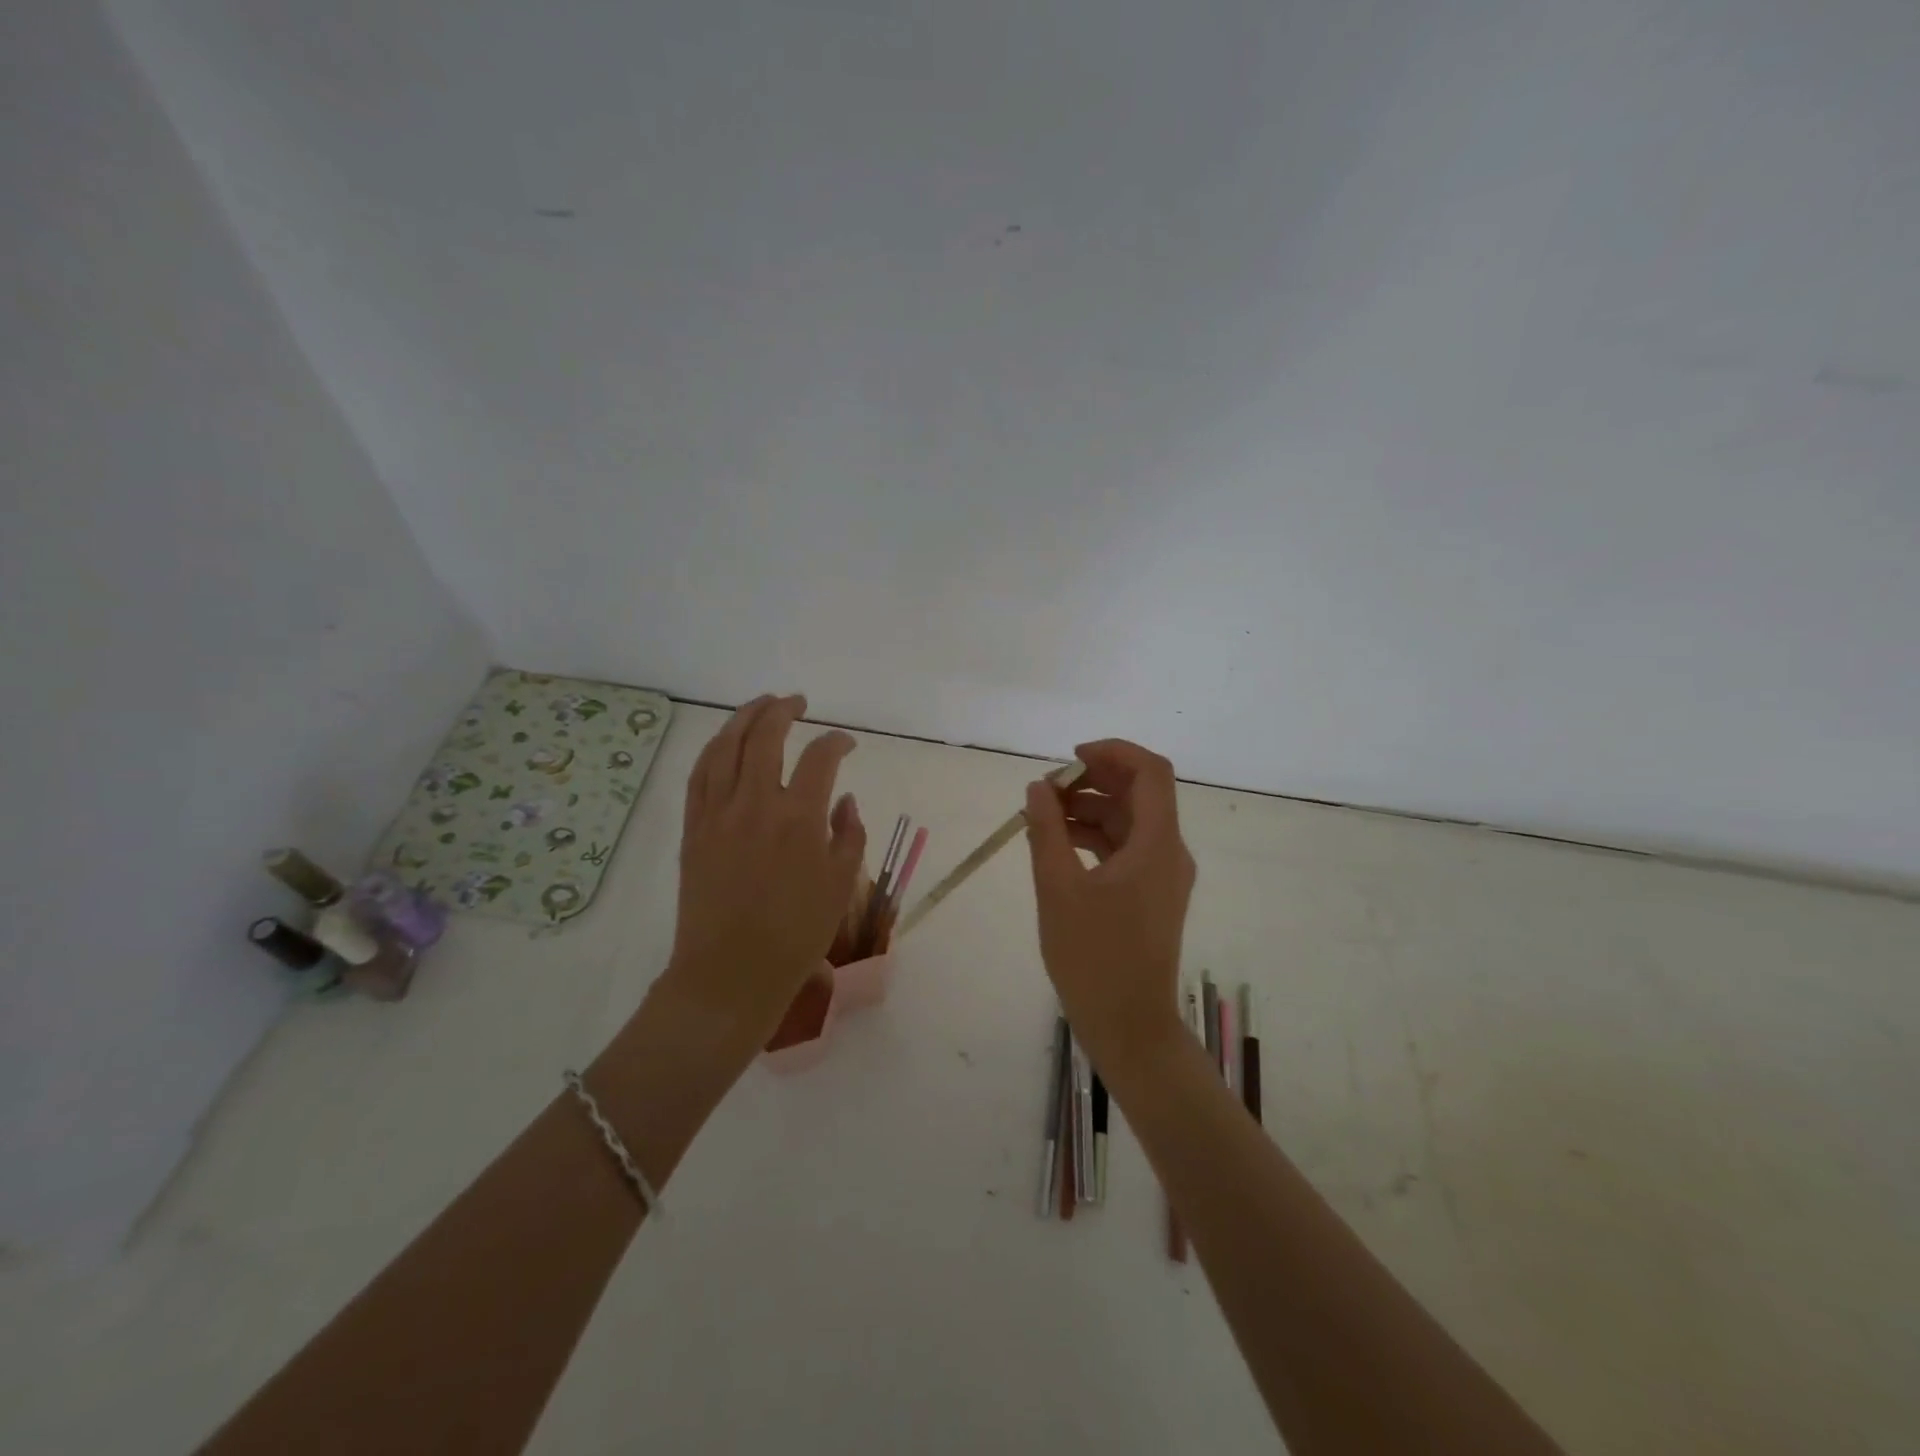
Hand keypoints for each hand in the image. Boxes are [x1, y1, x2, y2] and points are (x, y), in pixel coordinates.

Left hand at [663, 695, 865, 1047]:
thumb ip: (849, 834)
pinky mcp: (693, 828)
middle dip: (784, 710)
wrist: (731, 973)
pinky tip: (724, 742)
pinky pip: (699, 775)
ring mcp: (717, 813)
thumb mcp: (841, 885)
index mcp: (800, 818)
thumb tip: (842, 800)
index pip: (821, 757)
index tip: (846, 744)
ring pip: (725, 746)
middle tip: (798, 703)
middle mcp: (756, 803)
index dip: (837, 741)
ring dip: (744, 717)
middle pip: (766, 735)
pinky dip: (714, 749)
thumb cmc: (796, 934)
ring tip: (761, 705)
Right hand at [1024, 739, 1195, 1075]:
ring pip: (1129, 821)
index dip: (1112, 752)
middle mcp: (1169, 852)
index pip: (1150, 772)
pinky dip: (1093, 837)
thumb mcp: (1058, 888)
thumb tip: (1039, 787)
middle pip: (1139, 793)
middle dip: (1093, 781)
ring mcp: (1162, 875)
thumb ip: (1046, 830)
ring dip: (1089, 809)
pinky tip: (1056, 844)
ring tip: (1040, 816)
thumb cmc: (1093, 958)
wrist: (1128, 1026)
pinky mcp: (1151, 895)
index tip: (1069, 759)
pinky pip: (1125, 848)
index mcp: (1157, 844)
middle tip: (1046, 789)